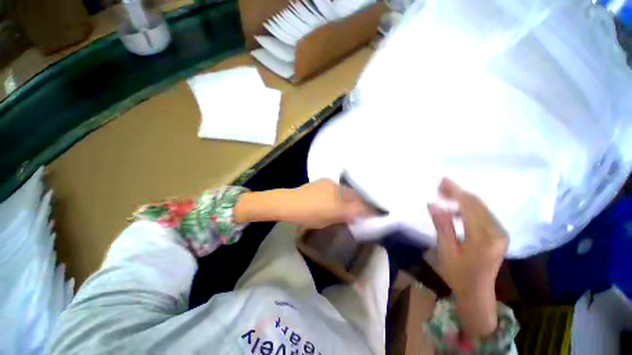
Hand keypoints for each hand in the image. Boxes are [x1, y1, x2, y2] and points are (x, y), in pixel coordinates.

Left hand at [283, 179, 372, 228]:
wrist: (289, 202)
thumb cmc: (306, 216)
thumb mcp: (326, 221)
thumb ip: (342, 218)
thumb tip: (354, 216)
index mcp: (339, 205)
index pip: (360, 207)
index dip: (368, 211)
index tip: (373, 215)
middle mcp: (338, 192)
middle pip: (356, 196)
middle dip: (361, 203)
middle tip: (363, 209)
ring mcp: (332, 184)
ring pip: (348, 190)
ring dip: (351, 197)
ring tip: (350, 203)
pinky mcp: (325, 180)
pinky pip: (339, 186)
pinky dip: (342, 192)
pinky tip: (337, 196)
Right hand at [428, 178, 507, 337]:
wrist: (478, 292)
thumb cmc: (458, 274)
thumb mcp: (446, 250)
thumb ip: (442, 225)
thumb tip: (433, 204)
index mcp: (484, 238)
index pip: (469, 206)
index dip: (455, 191)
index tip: (442, 180)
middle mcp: (497, 232)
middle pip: (477, 203)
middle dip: (458, 192)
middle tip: (439, 186)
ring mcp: (500, 233)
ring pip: (481, 207)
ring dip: (463, 199)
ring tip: (444, 196)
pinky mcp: (499, 234)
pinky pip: (484, 214)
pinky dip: (469, 207)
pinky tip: (456, 210)